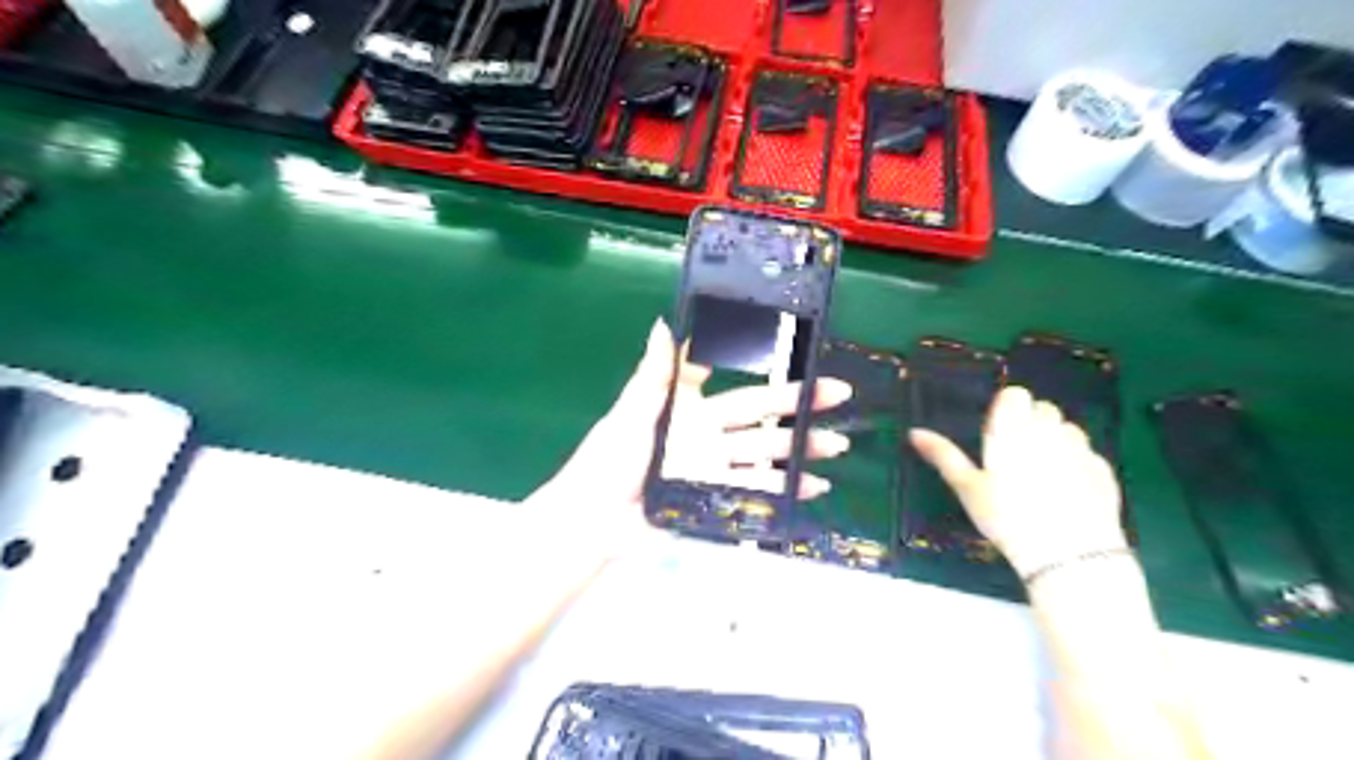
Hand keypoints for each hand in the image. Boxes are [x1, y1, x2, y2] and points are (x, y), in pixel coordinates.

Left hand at [526, 321, 848, 550]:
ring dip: (801, 450)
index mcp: (689, 406)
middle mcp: (709, 433)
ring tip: (837, 446)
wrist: (595, 518)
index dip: (764, 369)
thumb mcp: (631, 411)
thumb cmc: (609, 458)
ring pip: (767, 453)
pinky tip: (812, 488)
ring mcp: (715, 467)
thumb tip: (664, 323)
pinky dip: (786, 489)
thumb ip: (655, 374)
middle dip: (800, 404)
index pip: (733, 380)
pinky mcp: (717, 497)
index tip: (797, 353)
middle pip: (762, 414)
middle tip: (838, 393)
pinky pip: (757, 490)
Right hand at [908, 387, 1134, 575]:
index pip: (1015, 394)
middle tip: (1016, 458)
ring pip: (1067, 428)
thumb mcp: (967, 488)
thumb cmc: (1007, 516)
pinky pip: (1086, 453)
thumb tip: (914, 433)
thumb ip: (943, 455)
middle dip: (1030, 423)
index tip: (998, 434)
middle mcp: (1049, 429)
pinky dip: (1076, 463)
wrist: (1068, 553)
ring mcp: (1080, 448)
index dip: (1007, 409)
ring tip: (1042, 474)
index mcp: (1013, 428)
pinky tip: (1066, 492)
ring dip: (1055, 440)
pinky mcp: (1103, 469)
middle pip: (1042, 408)